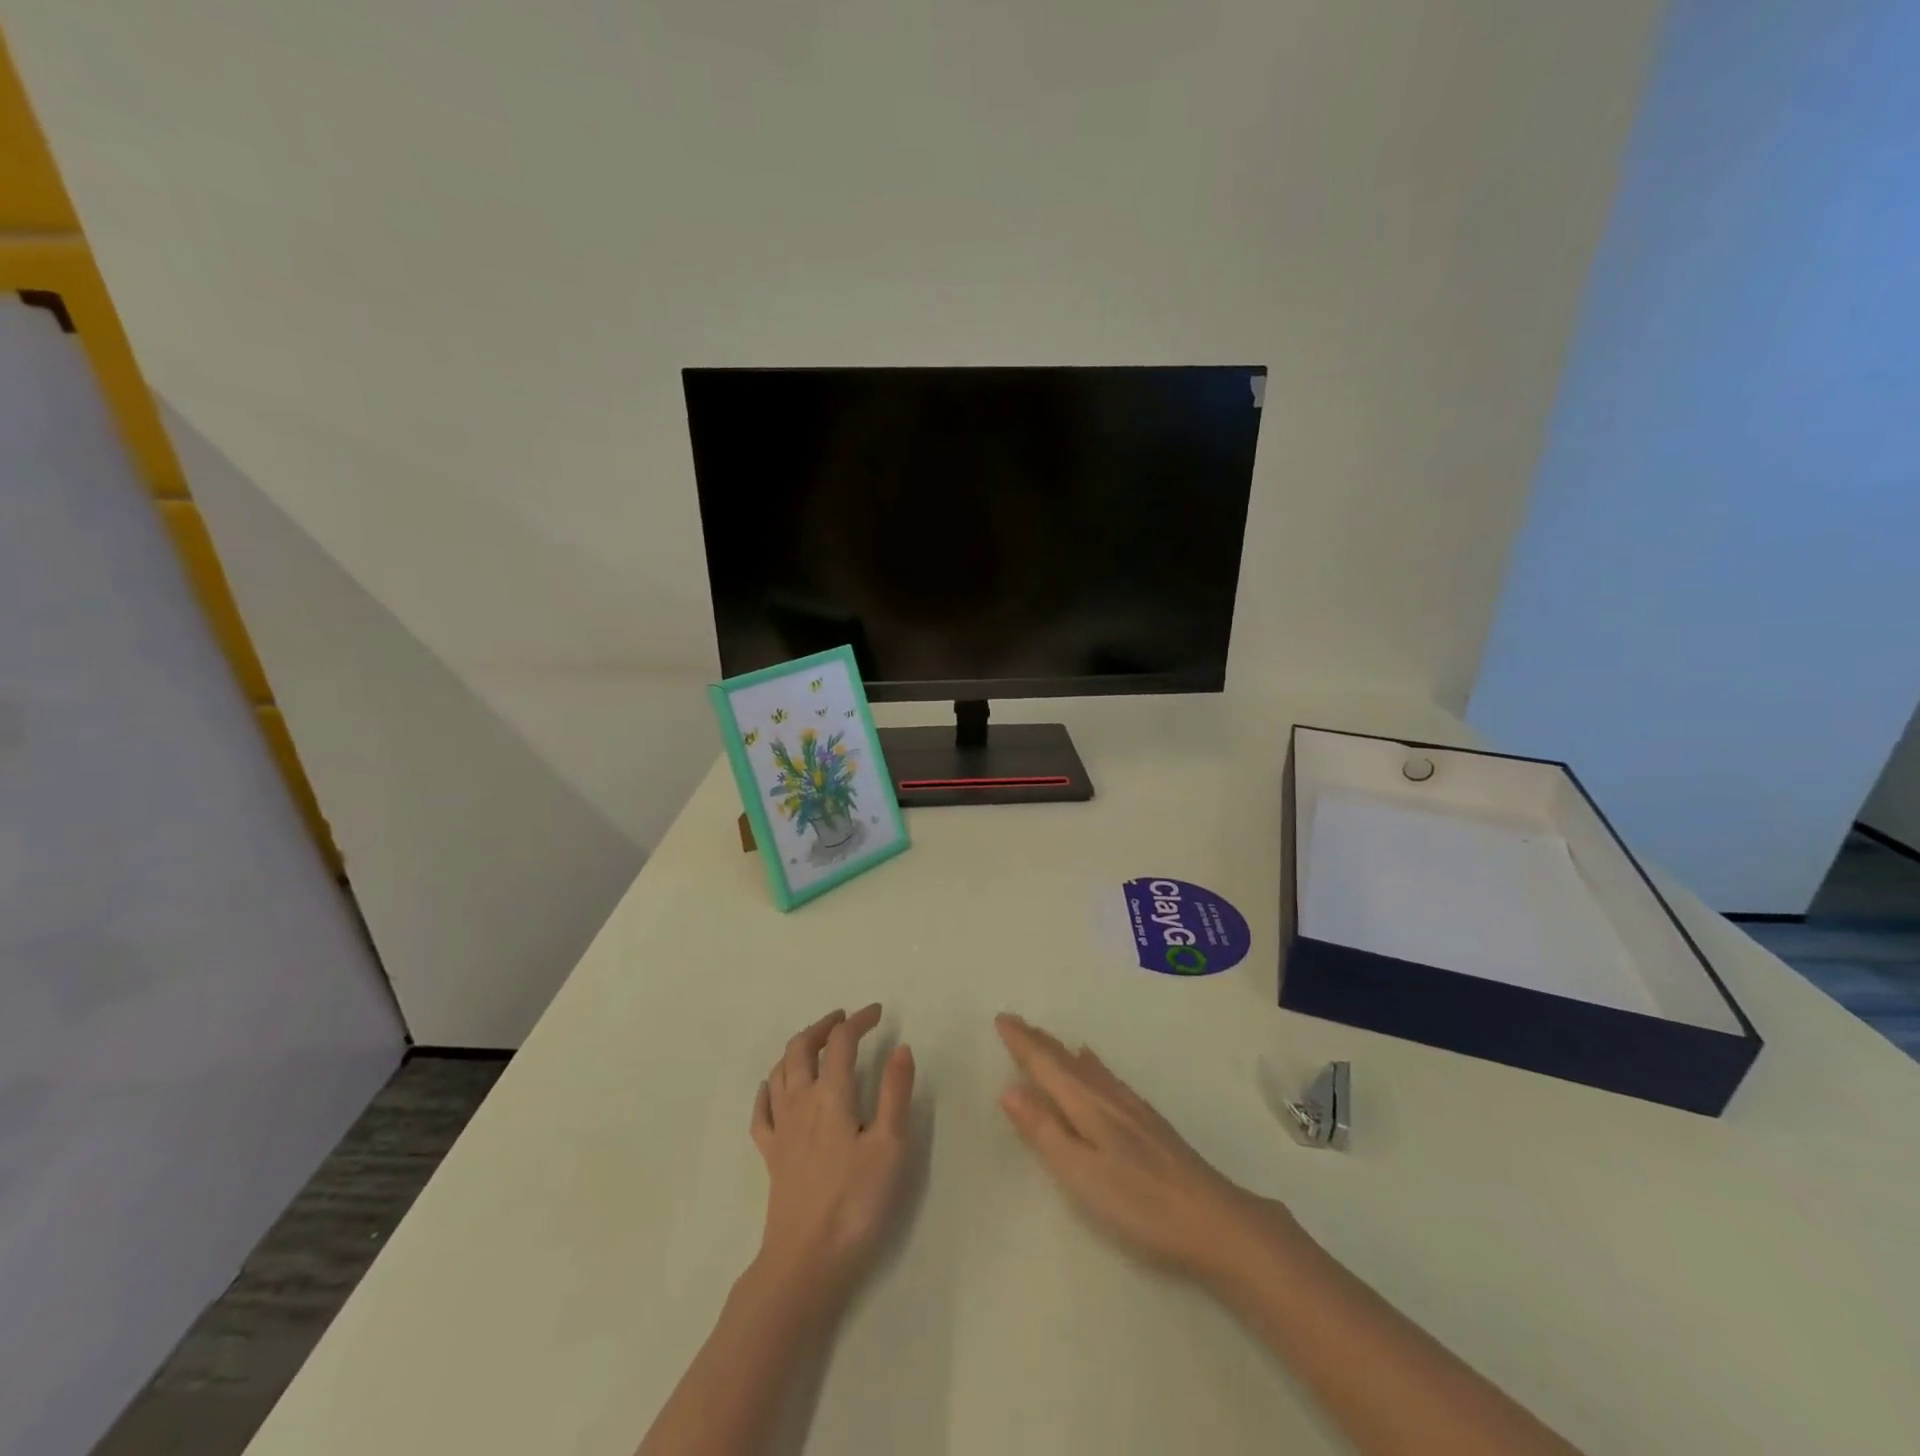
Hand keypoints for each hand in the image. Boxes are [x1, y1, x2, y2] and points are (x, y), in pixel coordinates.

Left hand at [749, 1005, 915, 1311]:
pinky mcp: (770, 1155)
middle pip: (802, 1047)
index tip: (878, 1013)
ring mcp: (781, 1128)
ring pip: (780, 1071)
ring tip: (816, 1043)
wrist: (805, 1262)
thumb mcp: (890, 1146)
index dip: (859, 1020)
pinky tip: (772, 1086)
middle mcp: (801, 1102)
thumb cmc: (856, 1203)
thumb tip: (900, 1047)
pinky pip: (762, 1111)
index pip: (842, 1041)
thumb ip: (895, 1093)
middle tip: (843, 1019)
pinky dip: (768, 1088)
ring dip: (797, 1048)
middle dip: (823, 1026)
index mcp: (832, 1095)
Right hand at [995, 1012, 1283, 1284]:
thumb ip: (1045, 1131)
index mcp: (1086, 1105)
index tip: (1002, 1019)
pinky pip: (1106, 1077)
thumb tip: (1009, 1089)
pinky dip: (1089, 1065)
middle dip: (1038, 1042)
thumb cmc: (1139, 1202)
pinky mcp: (1148, 1122)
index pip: (1046, 1064)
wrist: (1212, 1218)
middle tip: (1015, 1023)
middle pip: (1066, 1061)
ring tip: (1046, 1040)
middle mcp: (1107, 1096)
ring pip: (1087, 1067)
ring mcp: (1131, 1107)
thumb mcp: (1080, 1173)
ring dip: (1061, 1052)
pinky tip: (1094, 1066)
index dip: (1022, 1043)